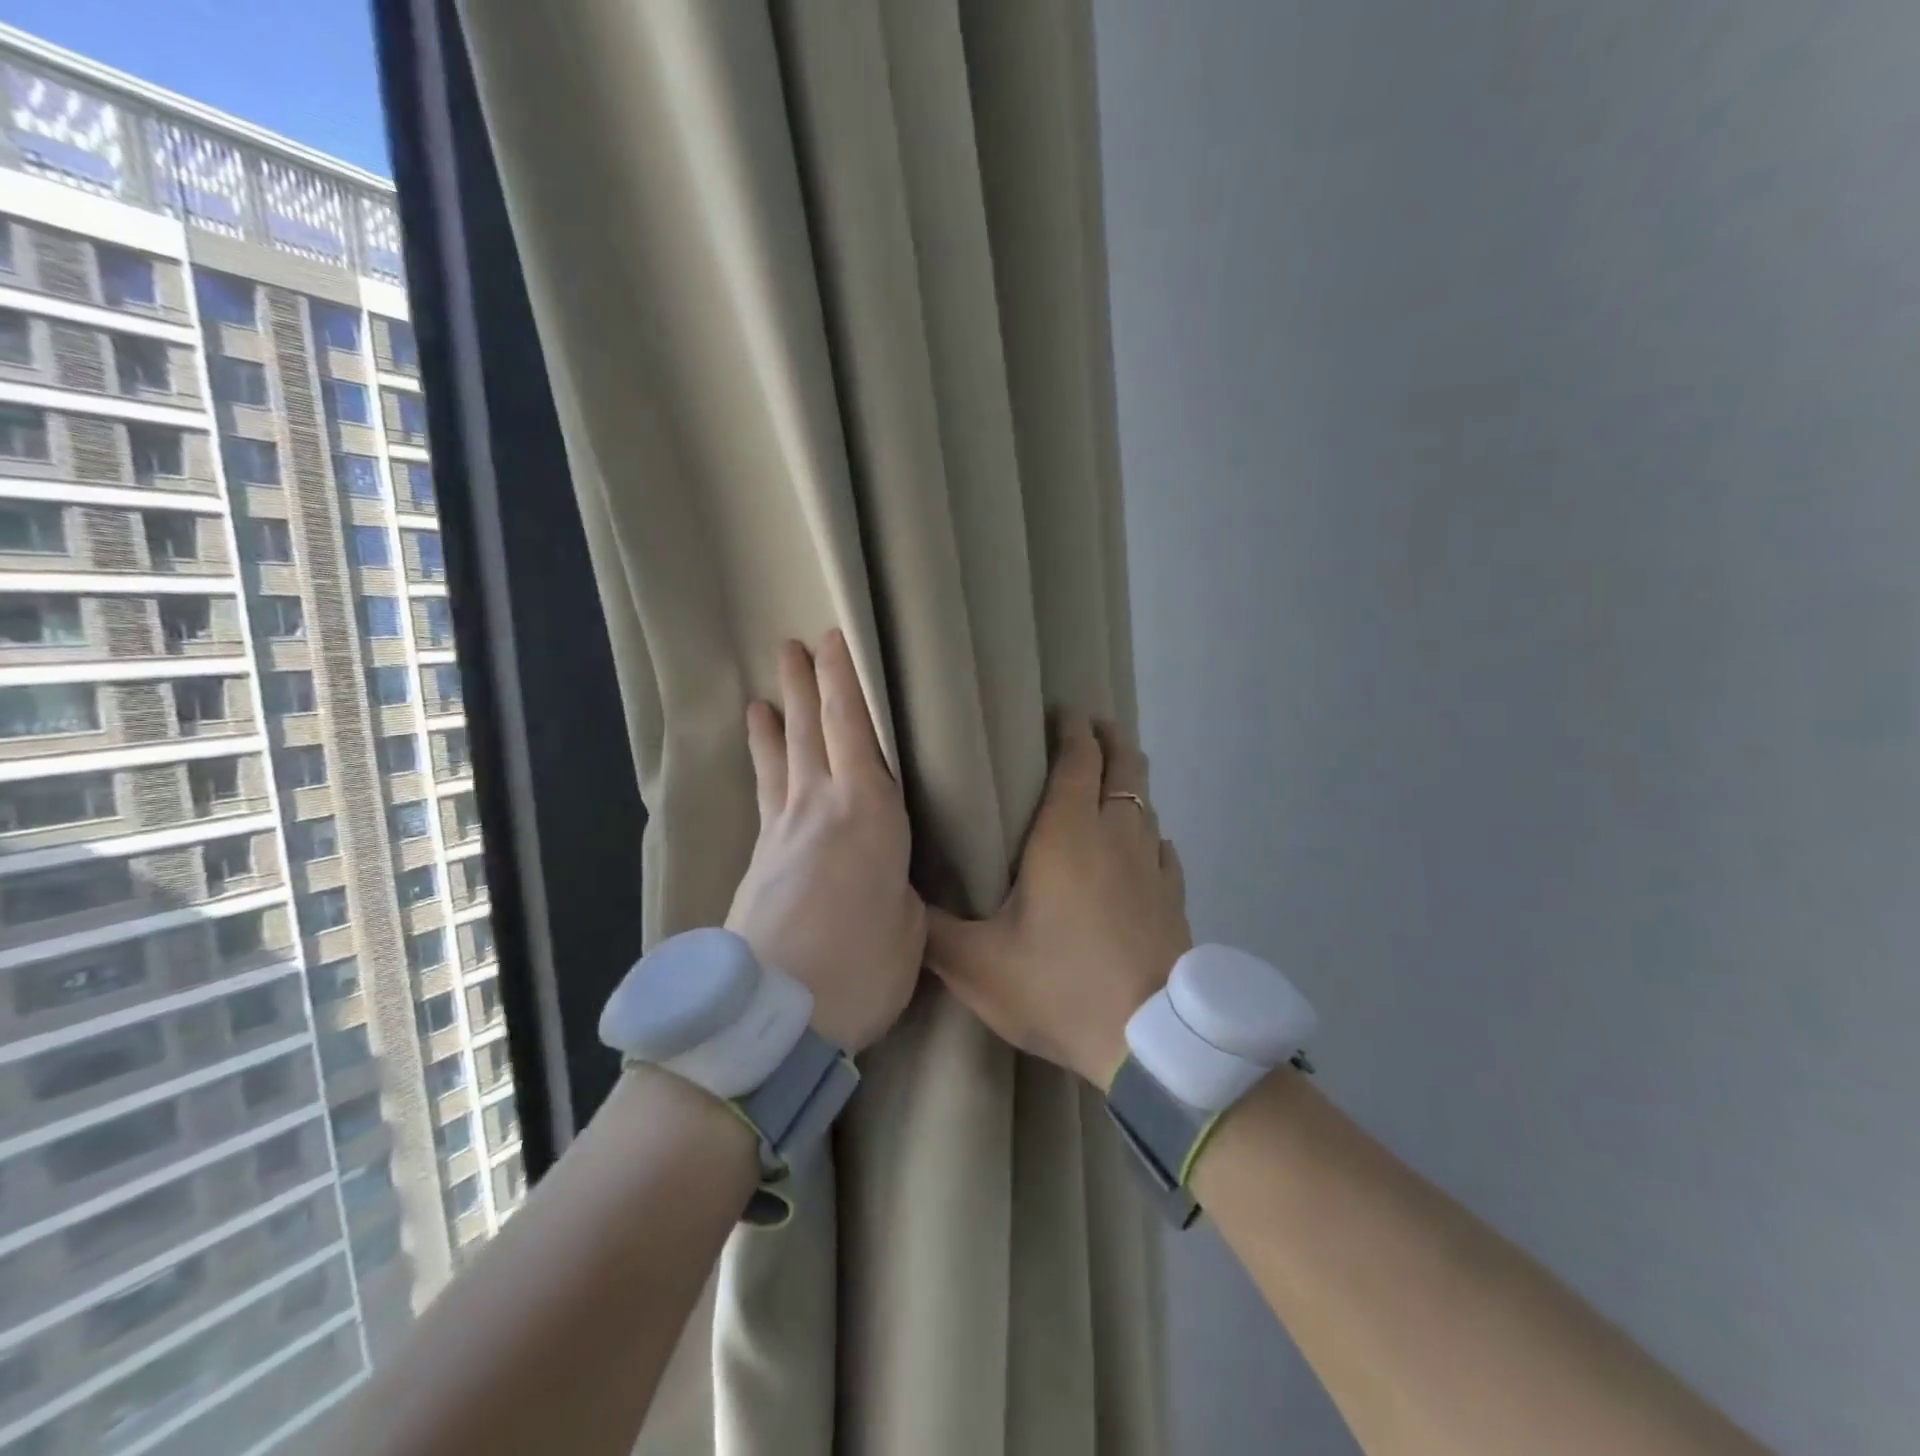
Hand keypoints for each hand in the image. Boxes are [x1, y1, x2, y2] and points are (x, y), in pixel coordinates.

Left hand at [726, 631, 924, 1052]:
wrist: (770, 1016)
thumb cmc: (860, 965)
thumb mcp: (909, 923)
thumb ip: (901, 887)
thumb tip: (891, 878)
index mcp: (868, 809)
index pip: (853, 727)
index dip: (843, 680)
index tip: (833, 640)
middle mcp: (819, 806)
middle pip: (809, 731)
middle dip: (804, 686)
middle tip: (792, 647)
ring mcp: (781, 833)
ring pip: (780, 762)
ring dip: (775, 724)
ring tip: (761, 698)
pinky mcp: (758, 863)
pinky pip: (766, 799)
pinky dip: (764, 772)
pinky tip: (763, 771)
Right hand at [926, 715, 1191, 1087]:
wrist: (1146, 1039)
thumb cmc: (1059, 984)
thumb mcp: (978, 964)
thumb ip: (932, 931)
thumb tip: (894, 903)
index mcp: (1068, 833)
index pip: (1079, 760)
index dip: (1074, 730)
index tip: (1066, 712)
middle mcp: (1116, 834)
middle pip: (1124, 766)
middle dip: (1111, 739)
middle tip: (1096, 726)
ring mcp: (1152, 865)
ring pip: (1146, 805)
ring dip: (1130, 784)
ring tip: (1112, 782)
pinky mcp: (1174, 898)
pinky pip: (1163, 850)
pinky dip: (1150, 835)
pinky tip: (1144, 848)